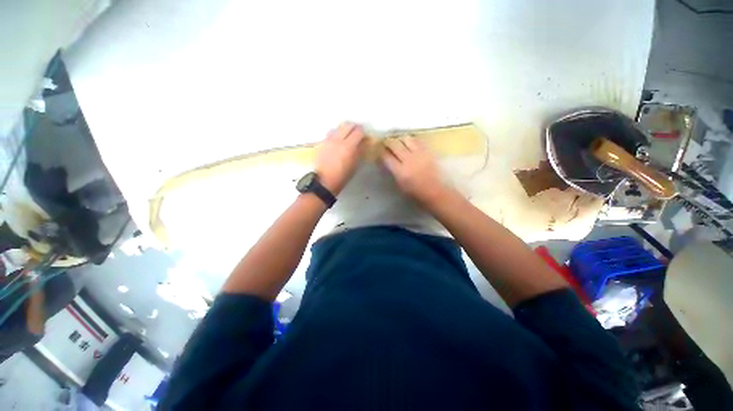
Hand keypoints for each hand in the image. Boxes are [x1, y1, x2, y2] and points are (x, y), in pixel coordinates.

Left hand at [315, 122, 366, 194]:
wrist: (325, 181)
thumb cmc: (343, 176)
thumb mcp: (355, 165)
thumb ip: (359, 151)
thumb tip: (363, 143)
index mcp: (349, 146)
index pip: (358, 131)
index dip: (363, 132)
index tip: (365, 135)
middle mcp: (338, 140)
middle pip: (348, 125)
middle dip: (354, 127)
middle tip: (358, 132)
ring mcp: (329, 140)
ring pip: (338, 127)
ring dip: (344, 128)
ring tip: (347, 134)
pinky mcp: (323, 143)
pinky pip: (331, 133)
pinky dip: (336, 133)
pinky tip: (338, 139)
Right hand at [381, 136, 449, 206]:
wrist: (435, 192)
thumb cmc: (415, 193)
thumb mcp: (400, 184)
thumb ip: (393, 171)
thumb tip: (387, 161)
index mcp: (400, 171)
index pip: (386, 156)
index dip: (380, 152)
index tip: (378, 150)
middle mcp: (408, 160)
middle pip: (394, 144)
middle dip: (388, 142)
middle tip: (386, 143)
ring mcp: (419, 154)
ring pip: (406, 139)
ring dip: (400, 139)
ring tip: (399, 142)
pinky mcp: (428, 151)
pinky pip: (418, 141)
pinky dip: (412, 140)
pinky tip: (410, 144)